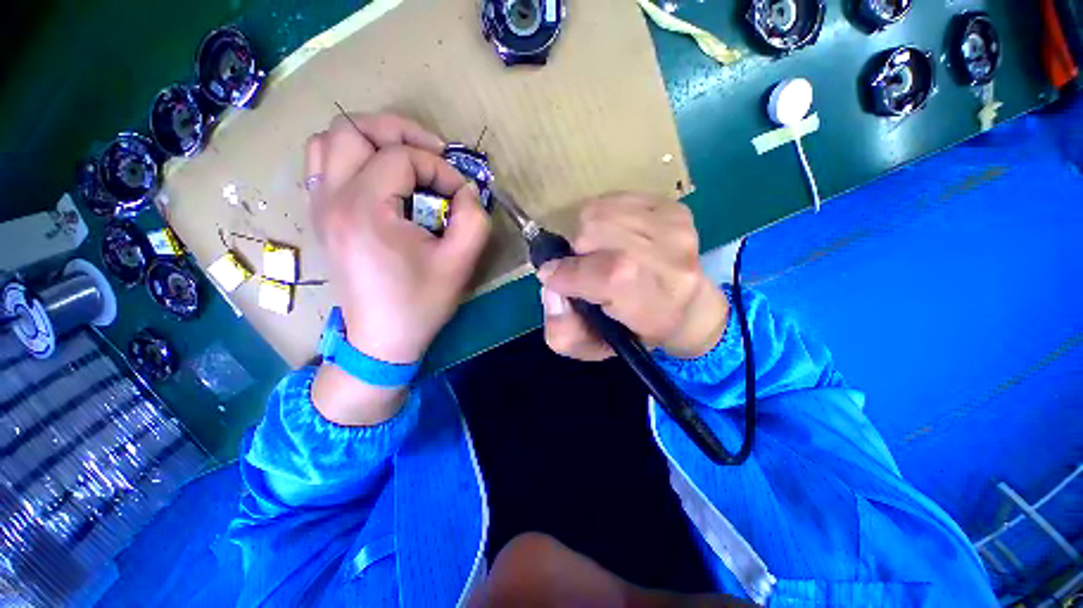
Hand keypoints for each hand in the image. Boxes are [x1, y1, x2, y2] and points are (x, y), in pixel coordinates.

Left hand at [305, 112, 490, 424]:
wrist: (382, 339)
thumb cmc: (421, 303)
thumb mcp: (460, 263)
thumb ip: (473, 218)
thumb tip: (466, 189)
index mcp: (365, 210)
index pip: (401, 157)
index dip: (439, 168)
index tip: (460, 194)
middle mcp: (332, 199)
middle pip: (353, 129)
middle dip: (400, 132)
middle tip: (433, 155)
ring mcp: (319, 206)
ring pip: (331, 140)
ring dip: (372, 140)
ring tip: (405, 161)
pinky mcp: (321, 216)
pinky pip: (324, 164)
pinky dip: (353, 157)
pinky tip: (381, 179)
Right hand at [537, 193, 727, 360]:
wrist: (688, 307)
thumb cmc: (636, 331)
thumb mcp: (594, 348)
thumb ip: (563, 330)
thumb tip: (550, 288)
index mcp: (655, 304)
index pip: (608, 274)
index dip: (569, 273)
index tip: (554, 278)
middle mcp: (672, 261)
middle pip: (595, 231)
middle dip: (575, 251)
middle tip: (584, 267)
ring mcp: (675, 228)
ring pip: (599, 211)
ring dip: (586, 232)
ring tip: (599, 251)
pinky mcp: (672, 206)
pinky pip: (613, 199)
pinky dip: (601, 217)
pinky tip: (613, 237)